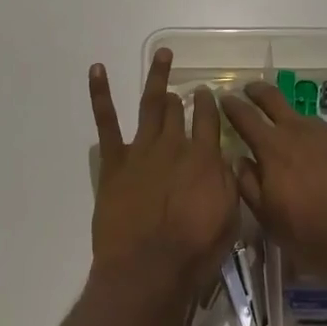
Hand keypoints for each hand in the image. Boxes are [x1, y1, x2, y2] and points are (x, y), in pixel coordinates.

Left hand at [88, 48, 239, 307]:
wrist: (148, 270)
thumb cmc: (194, 252)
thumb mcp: (229, 219)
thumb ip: (228, 183)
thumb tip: (227, 159)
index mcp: (205, 158)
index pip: (210, 119)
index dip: (210, 104)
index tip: (210, 94)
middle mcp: (175, 145)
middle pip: (180, 111)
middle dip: (184, 97)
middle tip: (185, 90)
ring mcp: (142, 149)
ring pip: (151, 105)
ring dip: (157, 78)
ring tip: (162, 55)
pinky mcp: (115, 161)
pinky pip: (106, 121)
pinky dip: (101, 93)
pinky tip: (97, 69)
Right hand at [220, 81, 326, 287]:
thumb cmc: (311, 234)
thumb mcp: (268, 218)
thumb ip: (249, 184)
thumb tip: (240, 160)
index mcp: (273, 148)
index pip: (245, 117)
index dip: (232, 105)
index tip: (224, 97)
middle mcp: (300, 131)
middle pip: (274, 99)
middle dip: (258, 91)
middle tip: (250, 89)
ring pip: (304, 119)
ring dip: (293, 123)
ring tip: (292, 138)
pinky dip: (322, 144)